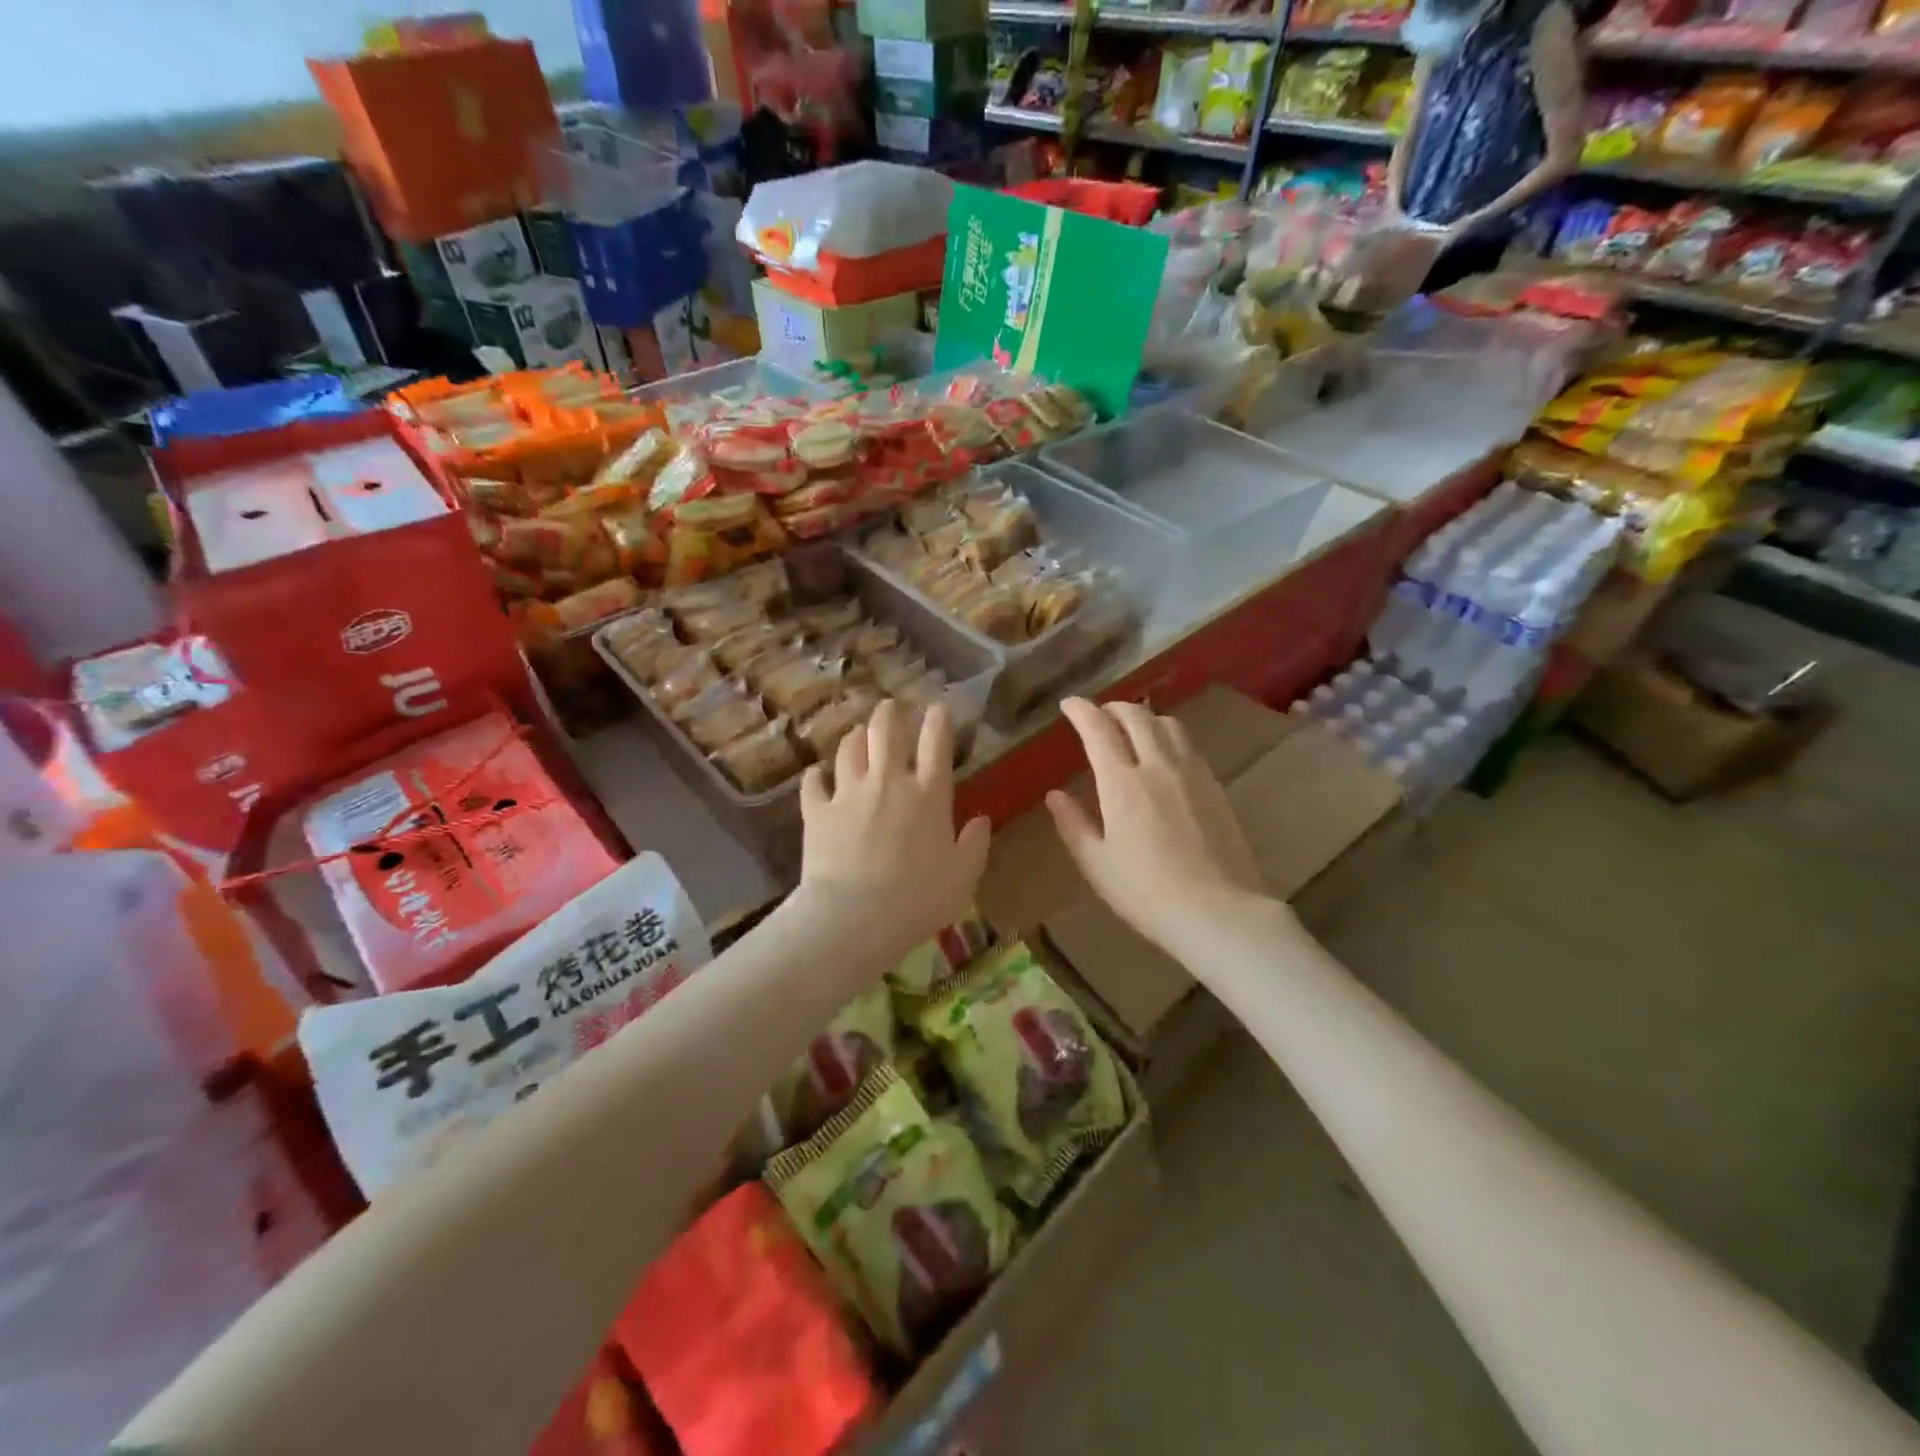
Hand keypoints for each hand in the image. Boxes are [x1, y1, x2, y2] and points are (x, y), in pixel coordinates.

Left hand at [797, 699, 990, 957]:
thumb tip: (983, 820)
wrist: (856, 916)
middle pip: (886, 731)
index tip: (937, 708)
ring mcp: (849, 793)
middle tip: (890, 707)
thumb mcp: (962, 878)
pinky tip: (817, 775)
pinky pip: (813, 783)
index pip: (936, 745)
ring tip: (857, 735)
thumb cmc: (919, 899)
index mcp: (929, 795)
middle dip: (889, 714)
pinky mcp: (818, 810)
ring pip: (849, 749)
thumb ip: (975, 845)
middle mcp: (889, 782)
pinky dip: (816, 776)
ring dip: (855, 737)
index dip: (938, 721)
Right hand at [1046, 698, 1263, 952]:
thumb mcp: (1097, 864)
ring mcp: (1193, 774)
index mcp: (1122, 783)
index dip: (1081, 711)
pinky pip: (1189, 746)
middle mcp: (1158, 766)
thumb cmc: (1146, 893)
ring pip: (1168, 725)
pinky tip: (1165, 758)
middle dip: (1113, 708)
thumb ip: (1073, 824)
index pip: (1098, 730)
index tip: (1068, 704)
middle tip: (1099, 714)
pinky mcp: (1216, 787)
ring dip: (1145, 718)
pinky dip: (1169, 738)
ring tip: (1133, 729)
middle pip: (1136, 717)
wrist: (1219, 912)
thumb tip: (1055, 795)